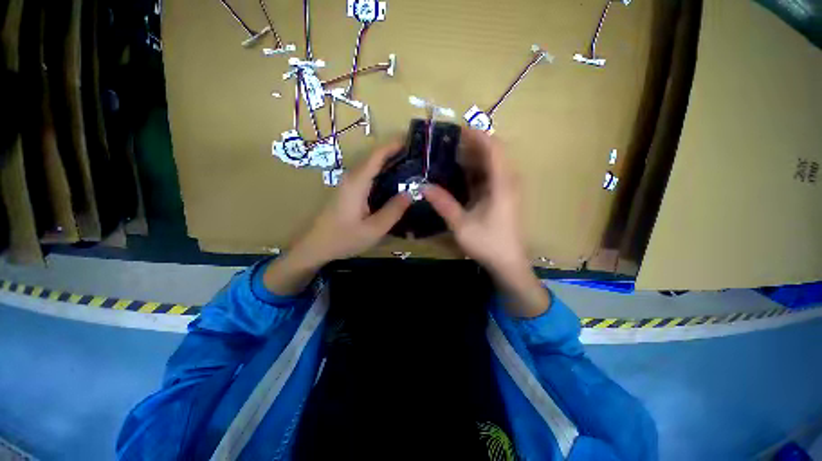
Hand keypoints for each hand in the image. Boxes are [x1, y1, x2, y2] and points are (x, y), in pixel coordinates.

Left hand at [264, 141, 410, 294]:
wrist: (316, 246)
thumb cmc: (344, 238)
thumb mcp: (374, 229)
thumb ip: (393, 211)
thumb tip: (411, 193)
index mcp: (357, 183)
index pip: (377, 156)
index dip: (393, 145)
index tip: (411, 139)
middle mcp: (351, 178)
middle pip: (374, 157)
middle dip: (394, 151)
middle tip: (417, 155)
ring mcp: (348, 183)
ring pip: (370, 166)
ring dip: (388, 161)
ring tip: (410, 164)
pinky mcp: (348, 190)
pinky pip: (367, 175)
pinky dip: (382, 172)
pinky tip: (393, 180)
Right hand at [423, 129, 549, 316]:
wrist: (509, 263)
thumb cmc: (488, 243)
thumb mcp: (461, 224)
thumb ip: (443, 203)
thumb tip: (423, 186)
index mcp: (502, 184)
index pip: (493, 148)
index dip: (477, 135)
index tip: (457, 129)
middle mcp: (508, 181)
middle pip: (494, 152)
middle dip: (473, 144)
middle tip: (448, 142)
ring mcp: (507, 189)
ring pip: (492, 164)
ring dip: (474, 157)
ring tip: (450, 154)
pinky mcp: (504, 196)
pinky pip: (491, 176)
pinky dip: (476, 171)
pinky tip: (460, 174)